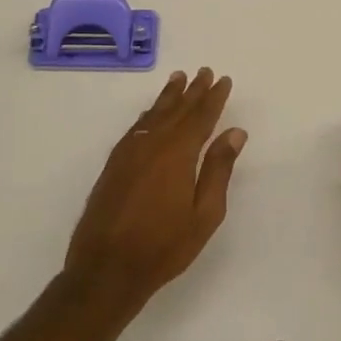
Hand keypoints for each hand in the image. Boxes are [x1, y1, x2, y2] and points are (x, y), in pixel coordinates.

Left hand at [64, 68, 246, 309]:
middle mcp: (151, 145)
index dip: (213, 98)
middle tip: (204, 72)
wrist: (106, 269)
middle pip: (176, 111)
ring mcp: (127, 154)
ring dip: (168, 97)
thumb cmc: (164, 246)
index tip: (224, 80)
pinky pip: (135, 129)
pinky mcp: (113, 166)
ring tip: (178, 79)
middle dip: (192, 91)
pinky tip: (151, 114)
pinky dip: (147, 115)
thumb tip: (234, 132)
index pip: (200, 118)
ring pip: (152, 116)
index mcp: (177, 154)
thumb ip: (218, 169)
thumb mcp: (205, 213)